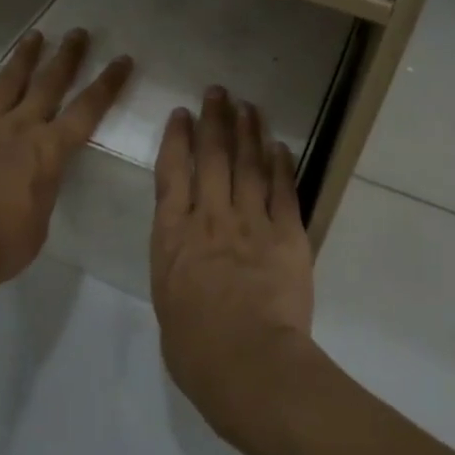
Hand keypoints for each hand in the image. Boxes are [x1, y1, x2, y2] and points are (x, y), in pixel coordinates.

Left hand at [0, 28, 132, 286]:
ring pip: (8, 81)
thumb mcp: (40, 218)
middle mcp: (20, 127)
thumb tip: (39, 177)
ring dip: (24, 57)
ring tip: (36, 35)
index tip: (121, 59)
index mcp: (49, 150)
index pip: (87, 110)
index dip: (107, 84)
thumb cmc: (3, 243)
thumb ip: (43, 187)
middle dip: (67, 57)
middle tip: (79, 33)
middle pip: (49, 84)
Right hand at [150, 86, 316, 444]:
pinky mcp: (286, 234)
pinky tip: (279, 146)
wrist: (248, 362)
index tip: (182, 114)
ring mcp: (250, 222)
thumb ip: (176, 268)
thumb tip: (186, 257)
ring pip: (248, 165)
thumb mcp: (167, 302)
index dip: (177, 139)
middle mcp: (209, 217)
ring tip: (247, 105)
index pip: (172, 173)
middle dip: (214, 120)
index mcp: (173, 235)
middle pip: (212, 157)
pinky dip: (281, 165)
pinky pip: (283, 191)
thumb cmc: (196, 348)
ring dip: (247, 132)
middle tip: (218, 92)